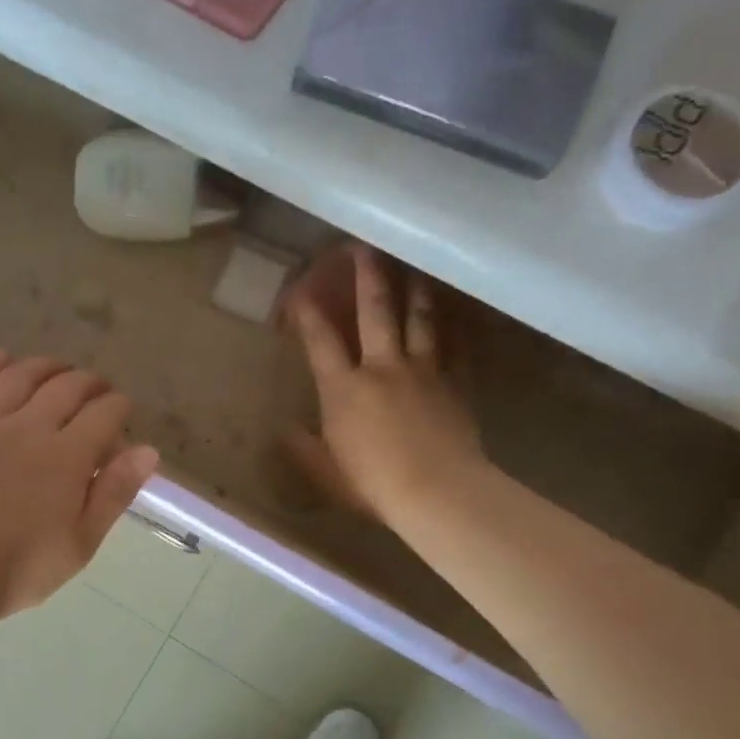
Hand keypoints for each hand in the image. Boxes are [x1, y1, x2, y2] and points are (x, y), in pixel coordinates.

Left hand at [0, 352, 159, 616]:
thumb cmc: (23, 568)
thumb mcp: (83, 541)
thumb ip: (115, 492)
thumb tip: (148, 450)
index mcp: (65, 456)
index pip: (103, 413)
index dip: (120, 407)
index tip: (123, 413)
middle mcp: (27, 429)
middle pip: (65, 387)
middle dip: (89, 383)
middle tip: (98, 391)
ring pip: (19, 377)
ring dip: (45, 366)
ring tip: (58, 369)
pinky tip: (1, 358)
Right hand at [284, 244, 485, 527]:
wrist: (437, 491)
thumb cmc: (372, 483)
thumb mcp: (326, 470)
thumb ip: (304, 448)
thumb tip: (285, 430)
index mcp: (343, 389)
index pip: (320, 341)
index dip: (308, 313)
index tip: (300, 289)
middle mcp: (381, 368)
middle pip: (374, 312)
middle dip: (367, 277)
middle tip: (365, 247)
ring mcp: (422, 371)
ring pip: (419, 318)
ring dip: (414, 289)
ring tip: (414, 267)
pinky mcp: (454, 383)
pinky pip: (454, 345)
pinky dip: (453, 326)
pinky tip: (454, 314)